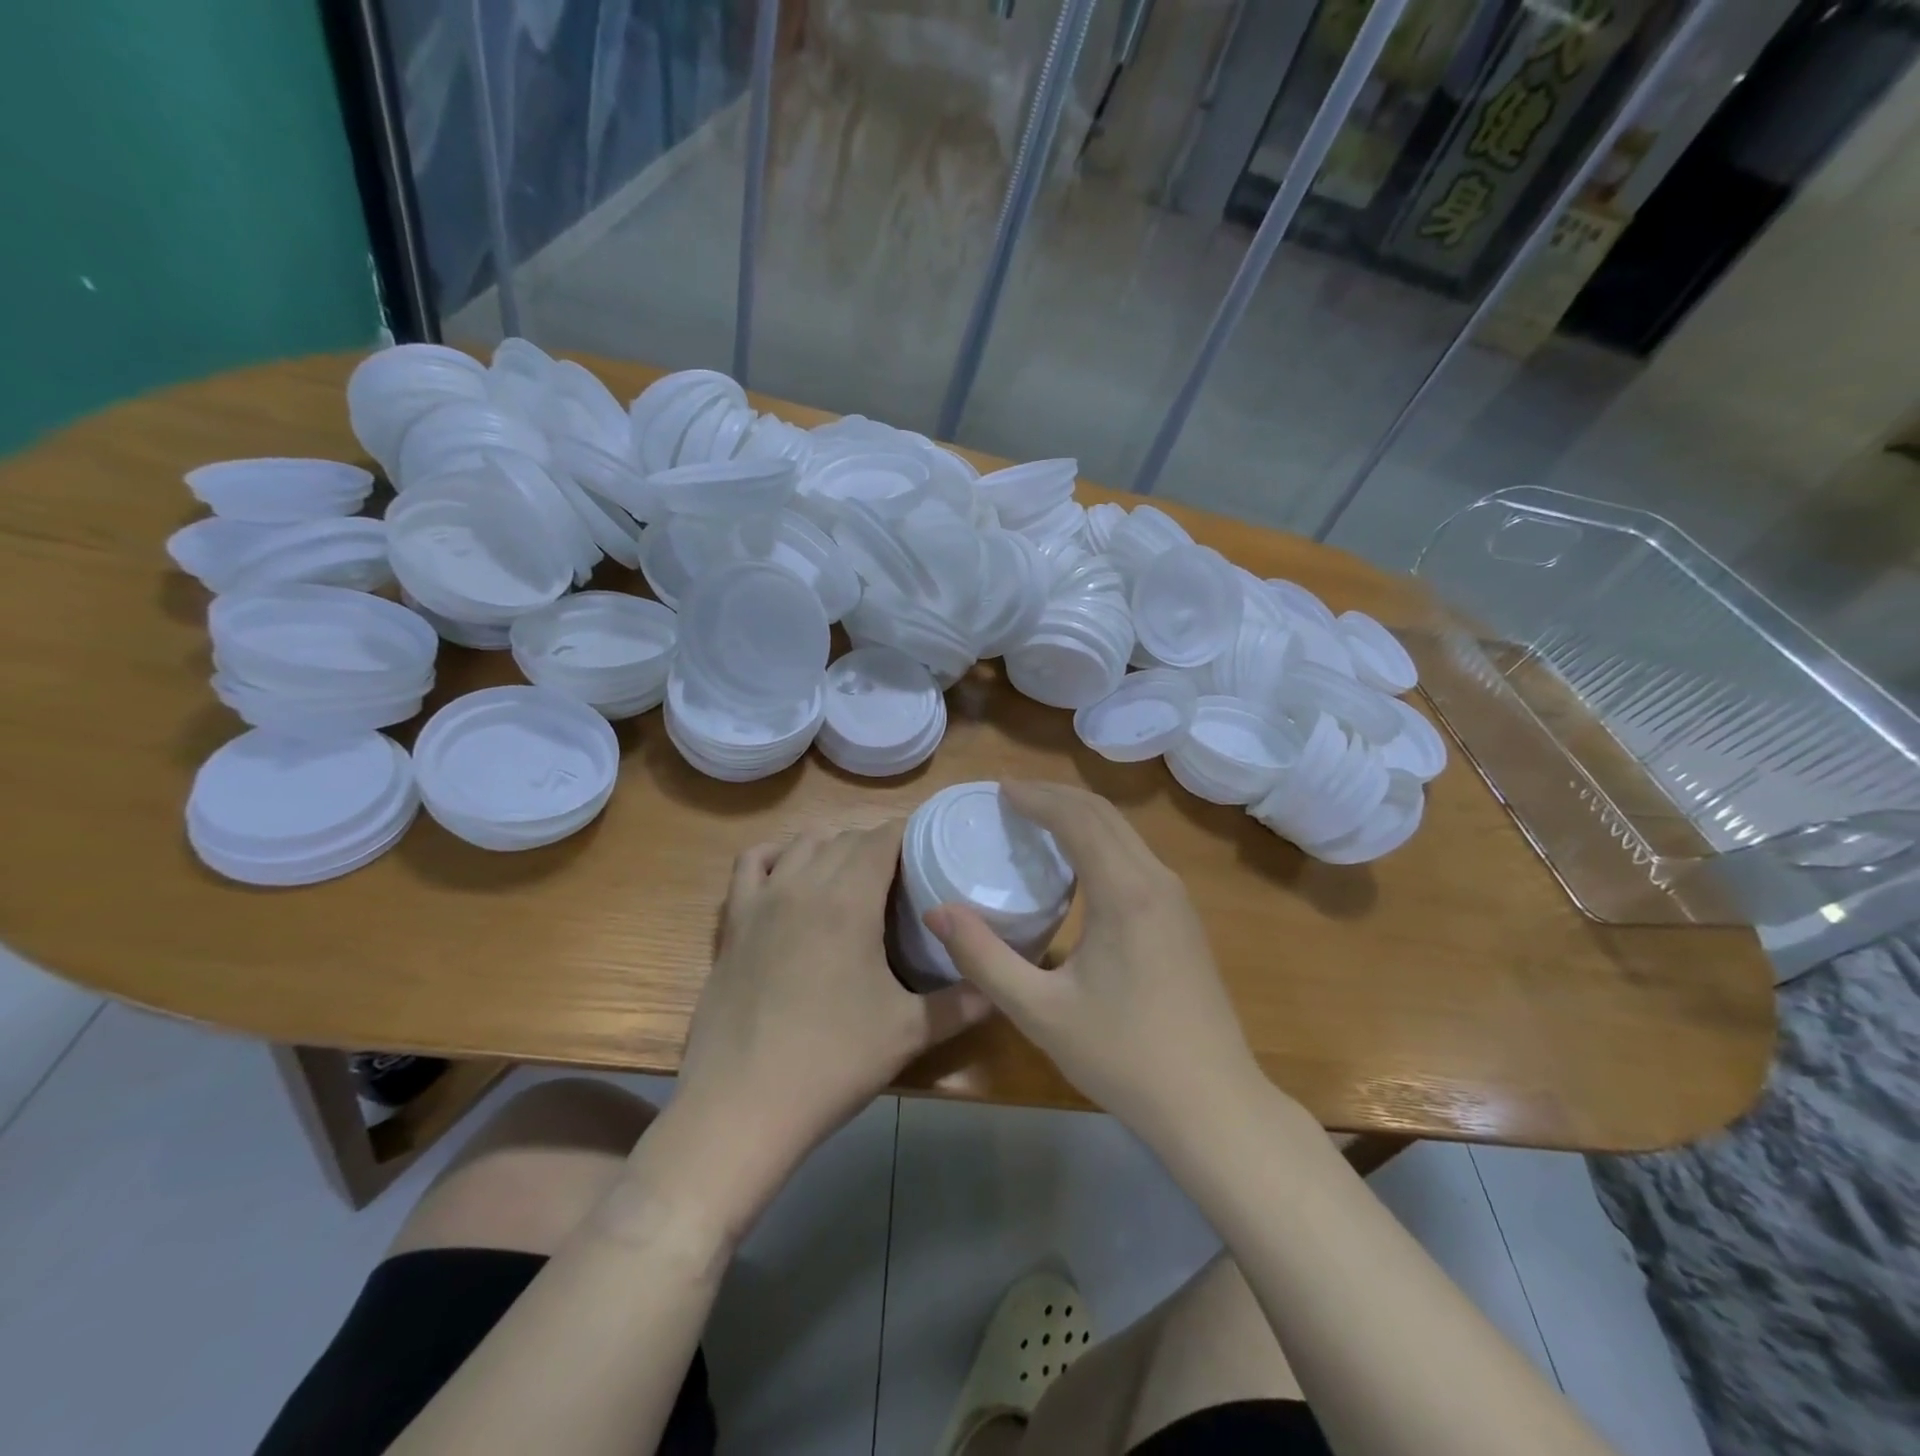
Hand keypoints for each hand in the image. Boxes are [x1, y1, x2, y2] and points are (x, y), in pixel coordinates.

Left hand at [666, 820, 988, 1225]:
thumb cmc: (832, 1062)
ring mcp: (763, 899)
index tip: (931, 854)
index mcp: (850, 899)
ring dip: (833, 847)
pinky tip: (793, 876)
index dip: (909, 836)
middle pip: (846, 837)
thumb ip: (961, 1004)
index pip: (883, 837)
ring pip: (803, 844)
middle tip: (903, 880)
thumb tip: (998, 989)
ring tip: (855, 878)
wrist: (741, 1106)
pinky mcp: (733, 922)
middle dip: (878, 846)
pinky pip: (752, 863)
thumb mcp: (908, 1032)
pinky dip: (778, 855)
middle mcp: (804, 883)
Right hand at [925, 781, 1263, 1143]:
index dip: (1036, 797)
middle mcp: (1156, 880)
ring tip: (1037, 819)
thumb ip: (984, 958)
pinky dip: (1100, 839)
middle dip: (1056, 796)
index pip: (1077, 818)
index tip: (998, 789)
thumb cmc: (1123, 1057)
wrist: (1212, 1104)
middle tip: (1011, 796)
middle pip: (1103, 814)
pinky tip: (1078, 863)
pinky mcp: (1182, 919)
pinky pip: (1136, 855)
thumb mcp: (1040, 1012)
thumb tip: (938, 911)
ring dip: (1080, 815)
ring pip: (1124, 832)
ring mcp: (1176, 899)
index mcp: (1125, 891)